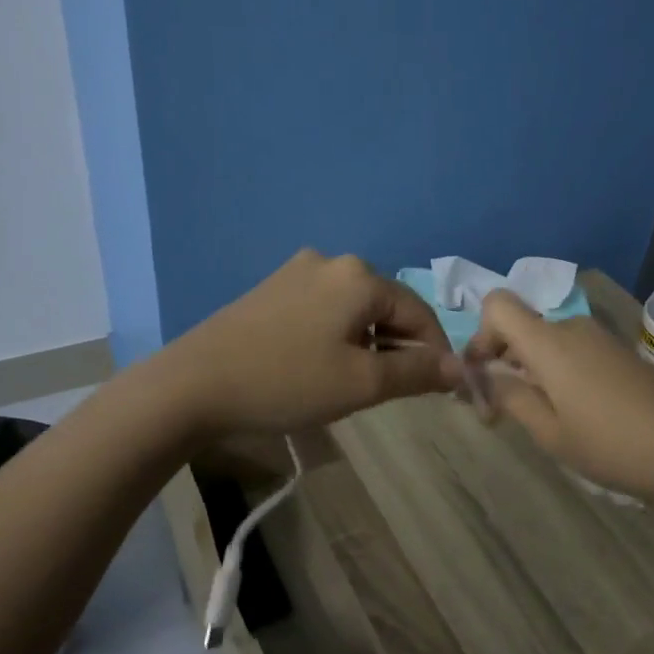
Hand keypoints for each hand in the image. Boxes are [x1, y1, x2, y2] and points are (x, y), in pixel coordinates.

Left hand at [168, 250, 462, 436]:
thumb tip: (459, 367)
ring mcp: (296, 271)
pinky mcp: (271, 288)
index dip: (435, 353)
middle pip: (386, 307)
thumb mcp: (361, 383)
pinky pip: (323, 309)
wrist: (193, 384)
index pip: (419, 313)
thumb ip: (416, 372)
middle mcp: (331, 261)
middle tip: (390, 392)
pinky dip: (336, 335)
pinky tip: (318, 365)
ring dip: (366, 343)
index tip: (439, 390)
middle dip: (397, 348)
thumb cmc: (287, 382)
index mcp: (360, 276)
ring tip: (353, 383)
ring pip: (354, 309)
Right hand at [465, 289, 653, 501]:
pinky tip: (577, 414)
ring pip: (548, 342)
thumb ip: (511, 398)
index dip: (479, 334)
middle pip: (522, 326)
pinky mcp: (621, 354)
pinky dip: (559, 373)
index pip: (497, 305)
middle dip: (503, 360)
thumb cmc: (614, 443)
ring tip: (541, 418)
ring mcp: (601, 339)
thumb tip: (483, 377)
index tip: (481, 374)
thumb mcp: (551, 432)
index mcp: (548, 342)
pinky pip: (573, 351)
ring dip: (532, 370)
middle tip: (500, 410)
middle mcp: (572, 328)